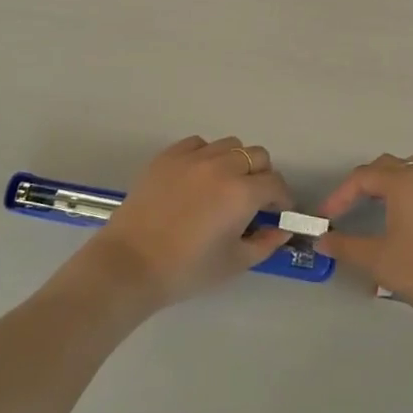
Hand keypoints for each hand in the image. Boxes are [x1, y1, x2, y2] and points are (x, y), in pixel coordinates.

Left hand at [77, 136, 289, 311]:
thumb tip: (282, 231)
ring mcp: (193, 157)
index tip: (276, 213)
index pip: (275, 183)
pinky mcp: (168, 156)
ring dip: (236, 162)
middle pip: (257, 156)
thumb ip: (265, 244)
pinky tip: (198, 178)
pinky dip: (206, 155)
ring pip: (229, 145)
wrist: (130, 264)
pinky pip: (198, 144)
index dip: (281, 199)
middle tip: (253, 200)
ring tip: (225, 186)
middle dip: (262, 176)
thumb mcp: (234, 263)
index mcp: (242, 193)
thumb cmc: (187, 269)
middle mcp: (222, 166)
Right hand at [316, 152, 412, 339]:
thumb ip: (346, 247)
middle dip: (363, 184)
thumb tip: (323, 240)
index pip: (362, 178)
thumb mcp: (378, 261)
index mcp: (404, 182)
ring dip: (393, 178)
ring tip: (379, 202)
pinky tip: (411, 213)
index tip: (326, 219)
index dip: (339, 196)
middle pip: (387, 166)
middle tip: (347, 210)